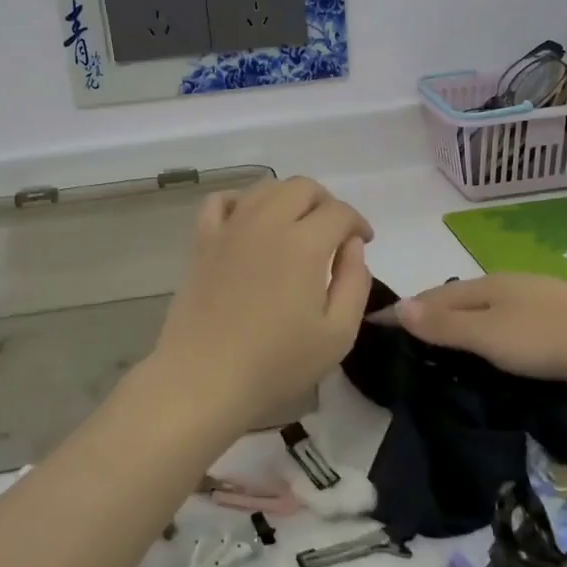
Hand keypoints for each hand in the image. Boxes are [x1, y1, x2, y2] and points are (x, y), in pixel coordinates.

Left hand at [149, 177, 373, 432]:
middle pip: (303, 188)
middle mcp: (267, 223)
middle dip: (327, 204)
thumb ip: (354, 282)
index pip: (339, 212)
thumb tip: (352, 245)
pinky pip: (222, 200)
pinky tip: (250, 222)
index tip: (363, 243)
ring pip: (266, 188)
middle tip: (333, 234)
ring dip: (289, 198)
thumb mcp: (337, 334)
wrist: (204, 379)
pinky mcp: (202, 241)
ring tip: (297, 227)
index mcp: (304, 244)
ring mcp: (230, 228)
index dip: (358, 223)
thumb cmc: (276, 364)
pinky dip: (242, 201)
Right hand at [391, 274, 566, 396]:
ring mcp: (534, 298)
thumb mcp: (488, 336)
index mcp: (485, 285)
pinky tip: (494, 350)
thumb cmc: (548, 338)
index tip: (374, 325)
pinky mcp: (557, 318)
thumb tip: (397, 306)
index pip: (431, 296)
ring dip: (460, 325)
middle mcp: (506, 284)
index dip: (403, 311)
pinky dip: (488, 333)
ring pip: (484, 310)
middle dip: (429, 314)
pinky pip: (507, 322)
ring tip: (444, 349)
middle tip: (406, 342)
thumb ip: (443, 325)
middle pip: (457, 299)